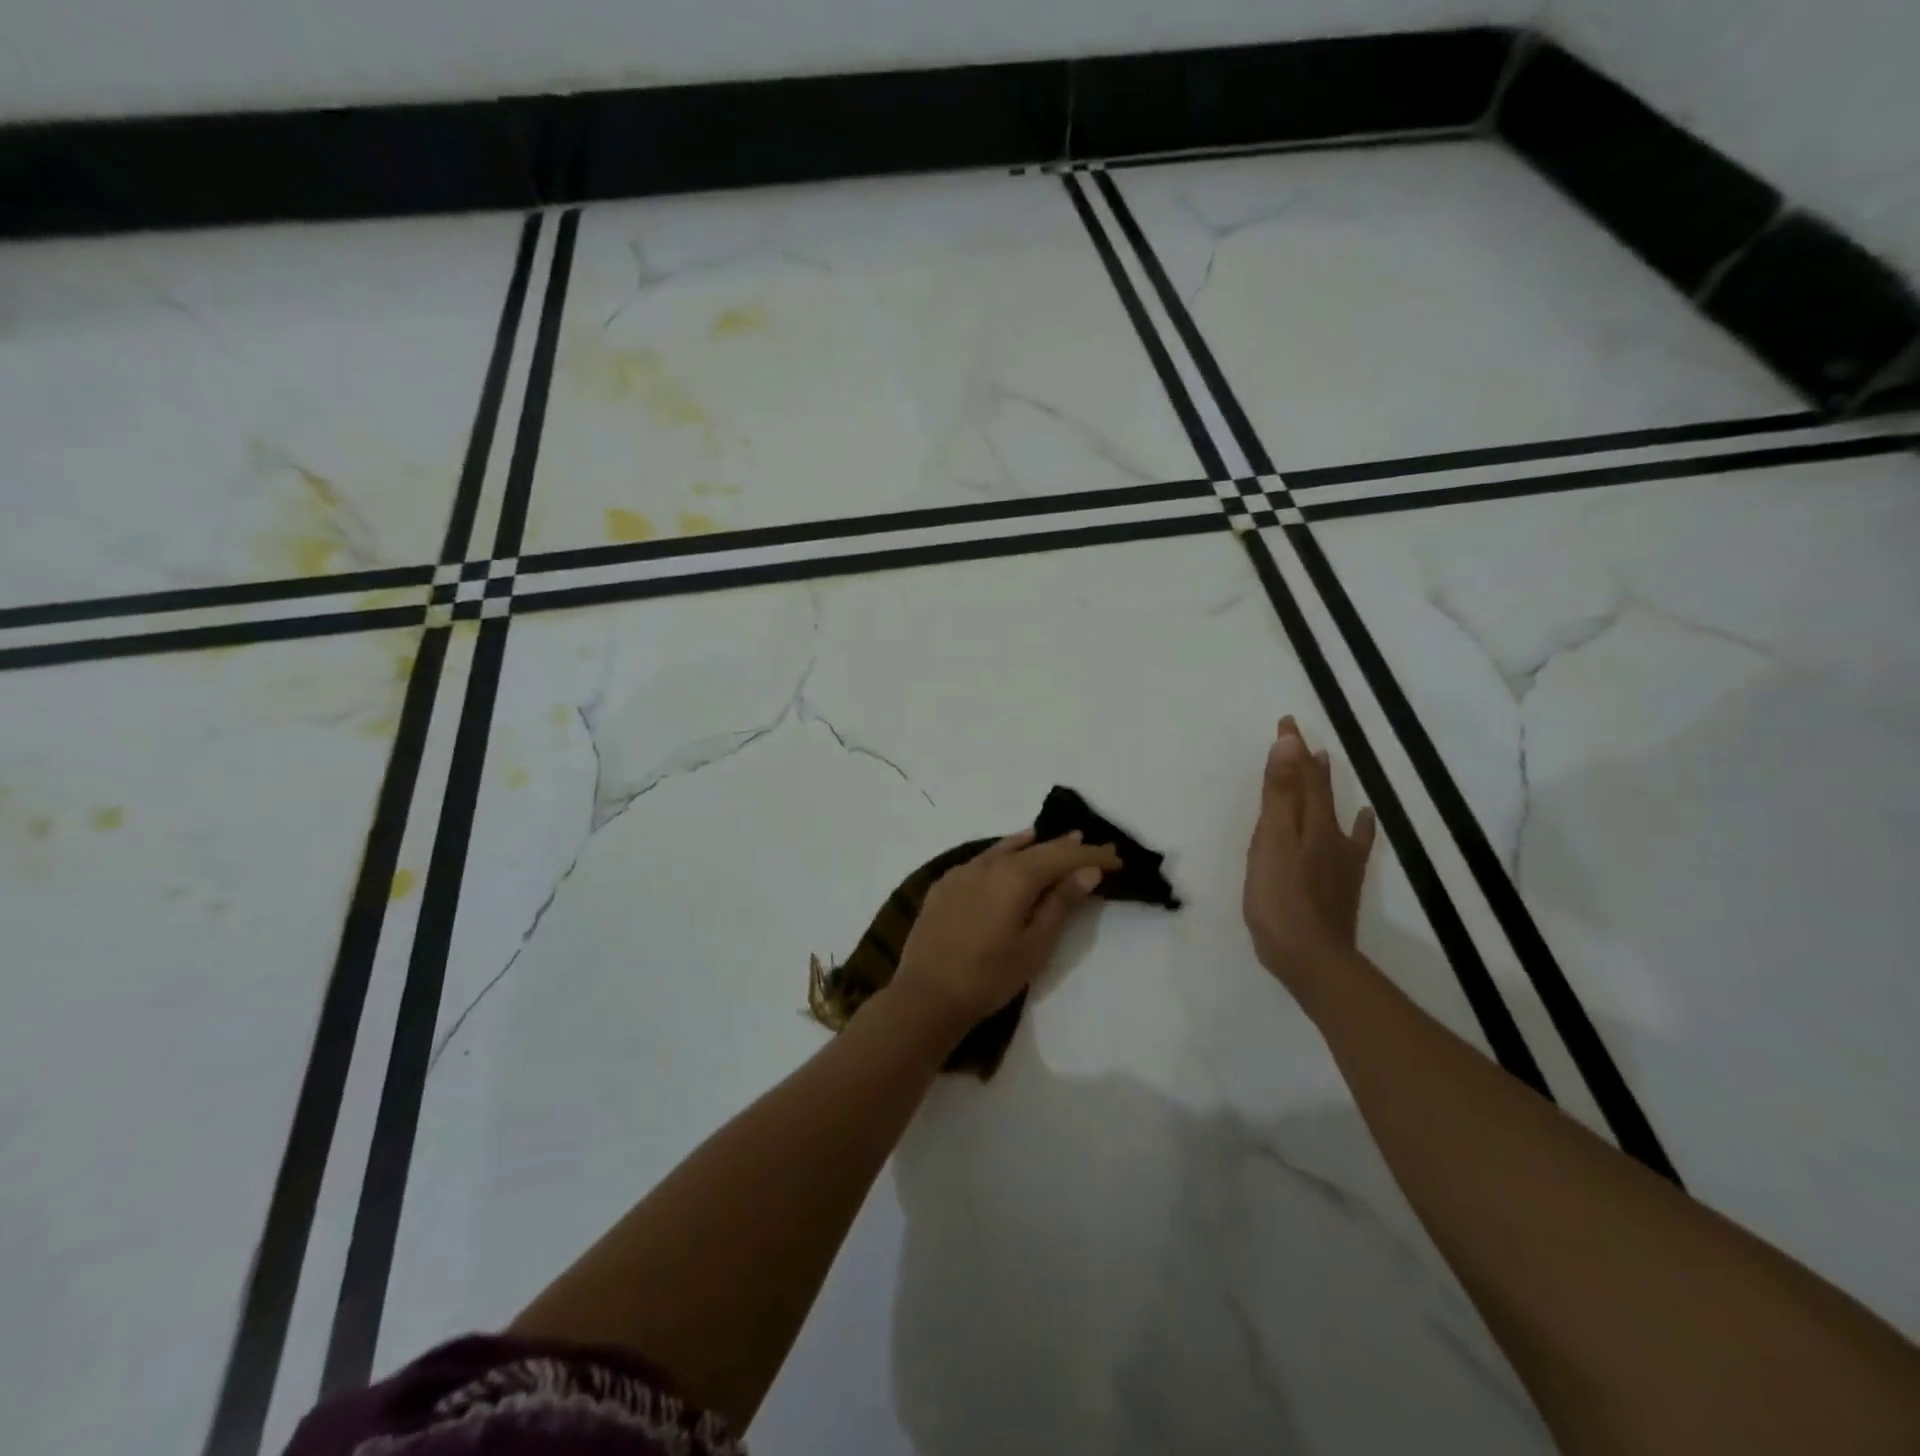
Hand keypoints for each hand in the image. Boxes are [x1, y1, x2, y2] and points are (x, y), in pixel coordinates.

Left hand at [892, 828, 1121, 1036]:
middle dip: (1067, 848)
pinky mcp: (945, 884)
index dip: (1091, 855)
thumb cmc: (988, 977)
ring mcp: (962, 871)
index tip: (1117, 858)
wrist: (925, 995)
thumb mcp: (1034, 945)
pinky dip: (1005, 854)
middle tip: (1094, 848)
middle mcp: (988, 864)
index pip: (1062, 856)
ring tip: (1060, 841)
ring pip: (1007, 849)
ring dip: (1036, 846)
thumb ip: (1060, 904)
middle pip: (1035, 848)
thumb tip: (1087, 870)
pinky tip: (1009, 856)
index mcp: (1014, 876)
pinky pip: (983, 859)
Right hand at [1243, 716, 1377, 1000]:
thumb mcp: (1272, 840)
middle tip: (1299, 738)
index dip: (1293, 749)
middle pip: (1319, 789)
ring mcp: (1339, 858)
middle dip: (1306, 762)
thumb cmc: (1280, 897)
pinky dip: (1357, 826)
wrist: (1311, 956)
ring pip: (1333, 810)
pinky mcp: (1340, 881)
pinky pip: (1353, 842)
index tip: (1287, 722)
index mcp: (1310, 822)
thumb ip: (1280, 793)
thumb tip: (1290, 743)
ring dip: (1326, 785)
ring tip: (1325, 762)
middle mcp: (1330, 833)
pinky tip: (1362, 821)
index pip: (1302, 775)